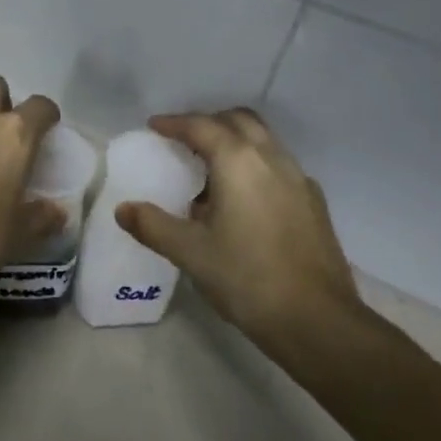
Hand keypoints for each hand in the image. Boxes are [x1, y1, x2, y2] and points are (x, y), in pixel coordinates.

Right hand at [115, 109, 375, 369]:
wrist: (317, 320)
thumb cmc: (247, 279)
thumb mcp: (190, 253)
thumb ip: (153, 225)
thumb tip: (123, 209)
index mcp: (239, 162)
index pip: (202, 126)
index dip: (175, 123)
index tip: (154, 127)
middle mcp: (272, 159)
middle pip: (239, 121)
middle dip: (209, 123)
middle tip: (183, 141)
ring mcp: (299, 179)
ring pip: (263, 141)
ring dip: (234, 142)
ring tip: (209, 171)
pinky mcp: (314, 203)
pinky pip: (279, 166)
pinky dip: (255, 165)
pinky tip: (242, 200)